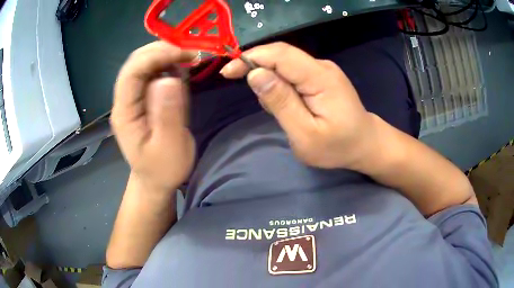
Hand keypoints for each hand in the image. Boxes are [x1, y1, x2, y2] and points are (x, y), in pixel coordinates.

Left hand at [111, 41, 196, 190]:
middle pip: (136, 63)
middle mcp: (124, 100)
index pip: (131, 73)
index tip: (182, 54)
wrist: (156, 180)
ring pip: (144, 64)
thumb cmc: (163, 169)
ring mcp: (133, 98)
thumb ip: (168, 115)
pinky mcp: (143, 98)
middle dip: (161, 51)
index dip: (154, 56)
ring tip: (188, 60)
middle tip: (189, 54)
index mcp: (124, 113)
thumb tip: (169, 78)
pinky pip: (152, 73)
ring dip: (165, 56)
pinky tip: (180, 71)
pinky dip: (168, 65)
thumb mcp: (169, 147)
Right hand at [220, 42, 375, 168]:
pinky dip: (281, 86)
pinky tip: (291, 108)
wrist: (364, 143)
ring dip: (271, 82)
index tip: (228, 72)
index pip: (280, 55)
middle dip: (256, 67)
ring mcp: (322, 70)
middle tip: (252, 95)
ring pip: (284, 64)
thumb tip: (255, 74)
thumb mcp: (305, 134)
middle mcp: (321, 66)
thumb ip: (281, 103)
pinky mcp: (320, 76)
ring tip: (283, 114)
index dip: (250, 58)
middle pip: (280, 55)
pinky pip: (292, 73)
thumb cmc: (338, 146)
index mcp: (320, 78)